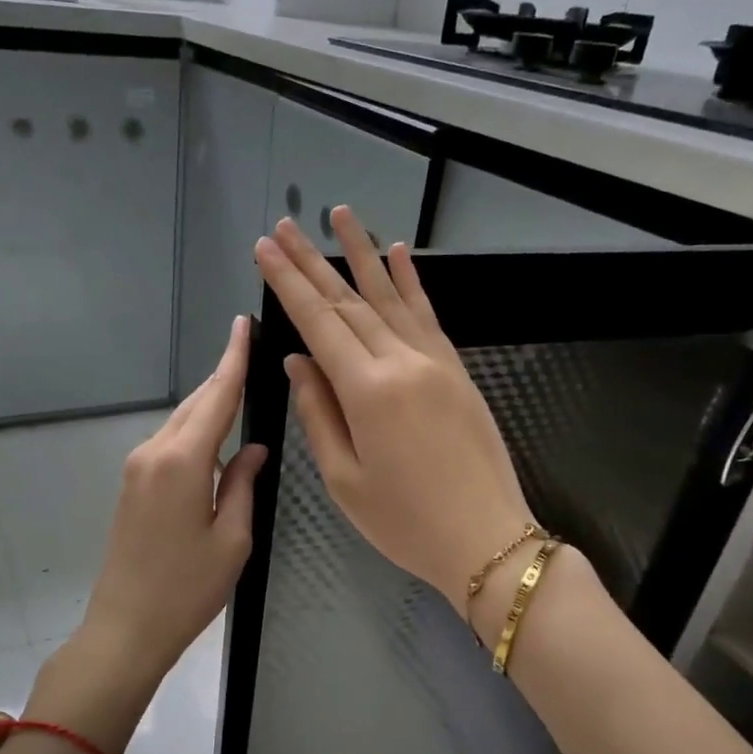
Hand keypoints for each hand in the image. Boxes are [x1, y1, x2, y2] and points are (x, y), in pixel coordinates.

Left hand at [32, 316, 267, 745]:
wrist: (125, 627)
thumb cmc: (187, 589)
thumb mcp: (232, 540)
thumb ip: (244, 484)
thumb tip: (254, 448)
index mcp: (183, 462)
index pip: (216, 396)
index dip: (233, 359)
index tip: (242, 324)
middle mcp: (154, 452)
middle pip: (195, 403)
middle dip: (223, 377)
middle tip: (251, 351)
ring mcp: (137, 467)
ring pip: (181, 421)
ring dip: (210, 404)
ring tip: (242, 390)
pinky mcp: (132, 484)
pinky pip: (169, 443)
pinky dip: (195, 431)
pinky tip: (217, 437)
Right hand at [253, 209, 535, 610]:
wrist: (487, 539)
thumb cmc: (404, 521)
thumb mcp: (344, 479)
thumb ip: (318, 413)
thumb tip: (298, 360)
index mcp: (367, 391)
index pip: (319, 322)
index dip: (288, 282)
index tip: (265, 248)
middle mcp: (402, 362)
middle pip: (349, 301)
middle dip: (312, 261)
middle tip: (285, 225)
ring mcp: (435, 361)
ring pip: (390, 296)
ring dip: (361, 254)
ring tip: (339, 214)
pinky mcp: (456, 370)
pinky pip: (428, 315)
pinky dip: (411, 282)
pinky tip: (399, 253)